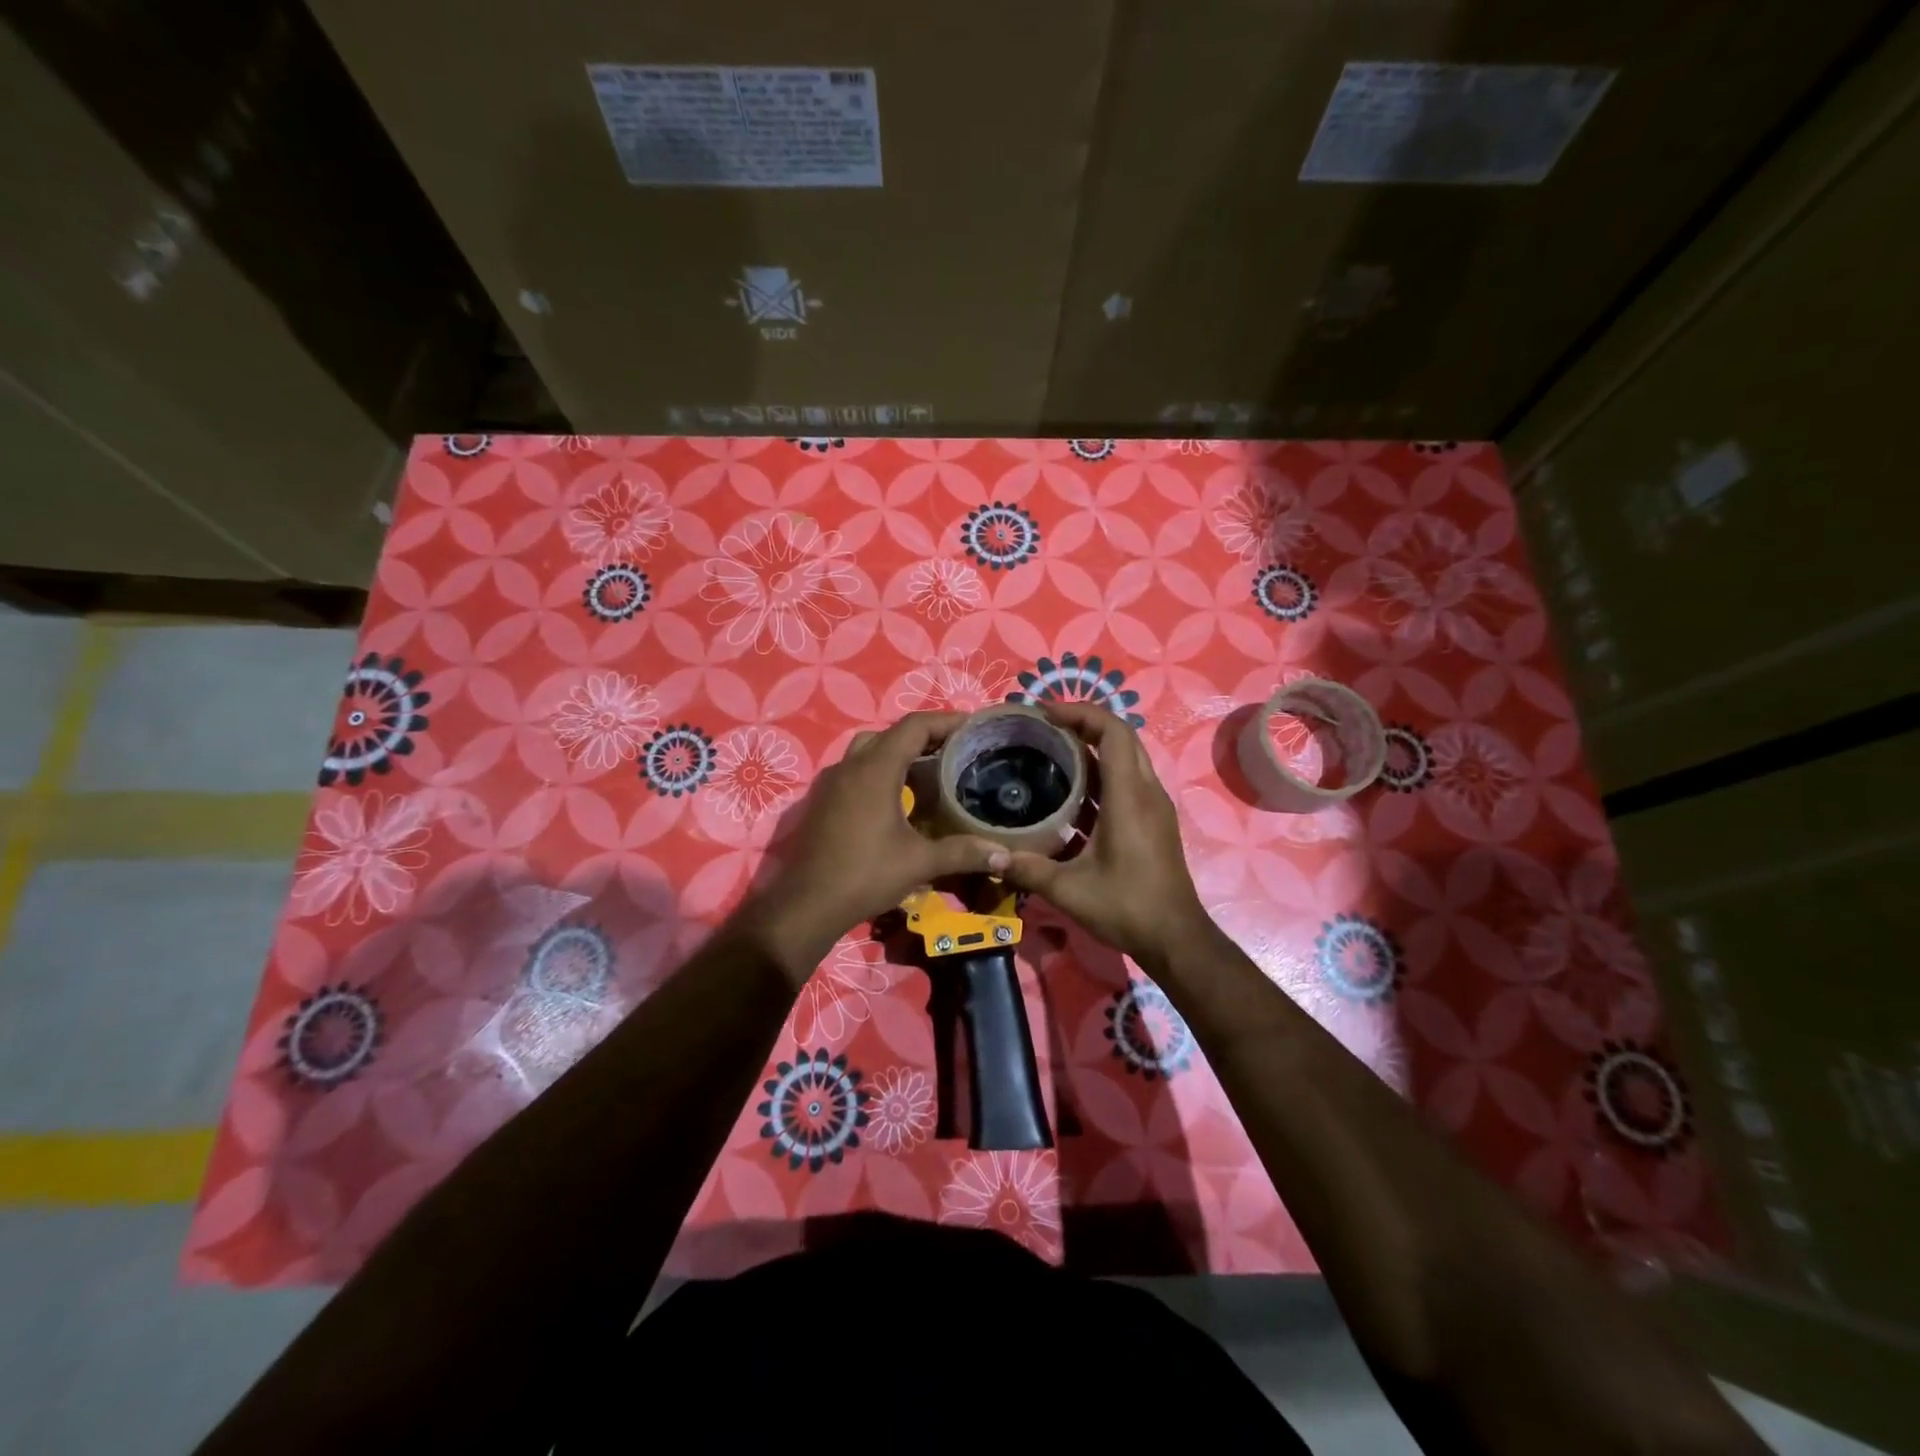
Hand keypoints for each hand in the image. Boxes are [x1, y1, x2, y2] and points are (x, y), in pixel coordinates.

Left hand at [746, 712, 1002, 984]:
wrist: (807, 905)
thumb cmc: (865, 875)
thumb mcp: (919, 862)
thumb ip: (963, 853)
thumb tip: (1005, 854)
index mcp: (875, 769)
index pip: (914, 726)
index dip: (945, 721)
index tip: (973, 727)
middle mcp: (849, 767)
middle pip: (890, 734)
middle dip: (923, 737)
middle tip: (954, 751)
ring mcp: (831, 783)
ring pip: (868, 751)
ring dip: (898, 754)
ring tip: (929, 772)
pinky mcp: (822, 802)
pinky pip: (854, 772)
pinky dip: (879, 773)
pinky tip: (897, 800)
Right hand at [995, 702, 1213, 971]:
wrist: (1176, 938)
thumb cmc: (1127, 907)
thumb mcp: (1069, 890)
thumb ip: (1027, 869)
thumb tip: (989, 855)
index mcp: (1129, 797)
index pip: (1113, 732)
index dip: (1080, 713)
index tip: (1045, 712)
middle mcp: (1146, 792)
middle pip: (1121, 737)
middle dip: (1084, 722)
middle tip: (1044, 727)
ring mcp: (1153, 806)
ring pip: (1126, 757)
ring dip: (1093, 746)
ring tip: (1051, 750)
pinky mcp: (1153, 821)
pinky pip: (1127, 779)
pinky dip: (1100, 772)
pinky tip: (1069, 791)